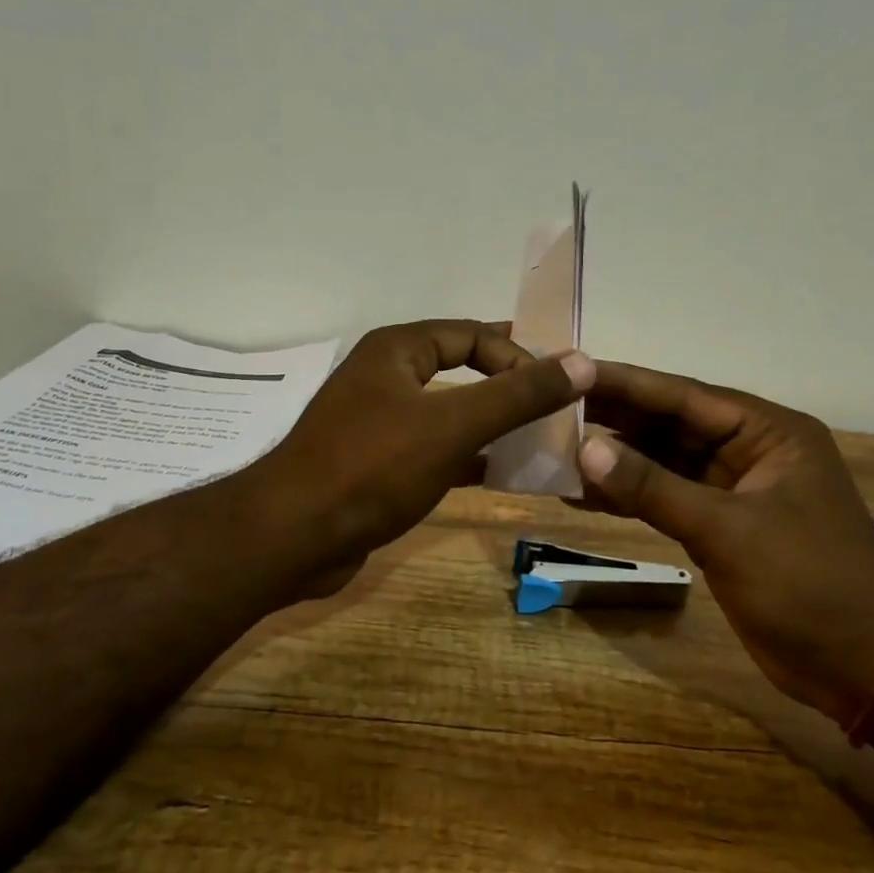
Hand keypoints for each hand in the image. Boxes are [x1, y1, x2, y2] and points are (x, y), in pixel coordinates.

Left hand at [244, 319, 594, 582]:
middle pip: (459, 368)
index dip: (516, 355)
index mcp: (397, 350)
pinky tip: (498, 473)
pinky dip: (466, 455)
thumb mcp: (453, 425)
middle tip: (552, 405)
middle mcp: (384, 377)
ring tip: (536, 438)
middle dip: (506, 384)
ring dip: (489, 422)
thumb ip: (518, 394)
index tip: (553, 389)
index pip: (471, 334)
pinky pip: (432, 447)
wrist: (292, 538)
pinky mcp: (374, 463)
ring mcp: (376, 421)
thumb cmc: (372, 468)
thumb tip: (581, 361)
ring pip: (447, 411)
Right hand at [576, 363, 873, 721]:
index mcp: (768, 432)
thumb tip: (585, 448)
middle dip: (612, 420)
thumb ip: (654, 488)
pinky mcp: (719, 526)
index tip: (571, 371)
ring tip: (553, 451)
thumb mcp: (728, 532)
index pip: (684, 396)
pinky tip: (581, 496)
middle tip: (549, 409)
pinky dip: (628, 497)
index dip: (625, 383)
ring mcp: (733, 490)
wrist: (865, 668)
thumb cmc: (810, 585)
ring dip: (614, 460)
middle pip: (669, 425)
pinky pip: (664, 498)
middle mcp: (749, 450)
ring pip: (662, 462)